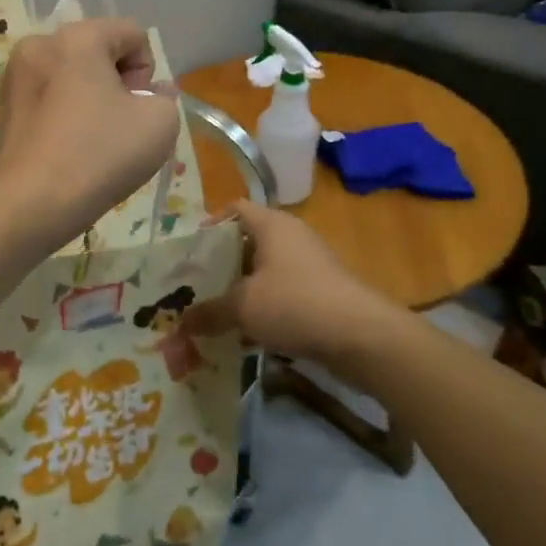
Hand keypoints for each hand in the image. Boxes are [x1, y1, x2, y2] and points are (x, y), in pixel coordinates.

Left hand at [0, 18, 180, 245]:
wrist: (30, 204)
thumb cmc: (98, 155)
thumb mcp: (159, 123)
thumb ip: (165, 97)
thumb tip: (148, 94)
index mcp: (77, 37)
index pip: (132, 33)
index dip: (147, 71)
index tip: (138, 108)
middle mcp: (39, 44)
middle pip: (97, 50)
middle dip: (116, 82)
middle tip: (118, 126)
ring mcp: (14, 75)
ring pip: (70, 75)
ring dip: (88, 98)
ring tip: (91, 140)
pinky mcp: (3, 105)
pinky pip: (47, 96)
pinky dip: (63, 113)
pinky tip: (66, 147)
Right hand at [181, 200, 417, 369]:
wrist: (362, 336)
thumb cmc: (295, 304)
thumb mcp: (243, 307)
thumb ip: (210, 311)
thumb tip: (183, 322)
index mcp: (272, 224)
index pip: (235, 209)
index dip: (210, 224)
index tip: (189, 249)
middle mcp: (292, 236)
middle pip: (249, 240)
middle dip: (222, 262)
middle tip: (196, 283)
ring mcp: (311, 263)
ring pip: (266, 269)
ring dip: (243, 287)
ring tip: (216, 309)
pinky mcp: (323, 291)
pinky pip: (284, 290)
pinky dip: (265, 305)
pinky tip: (248, 331)